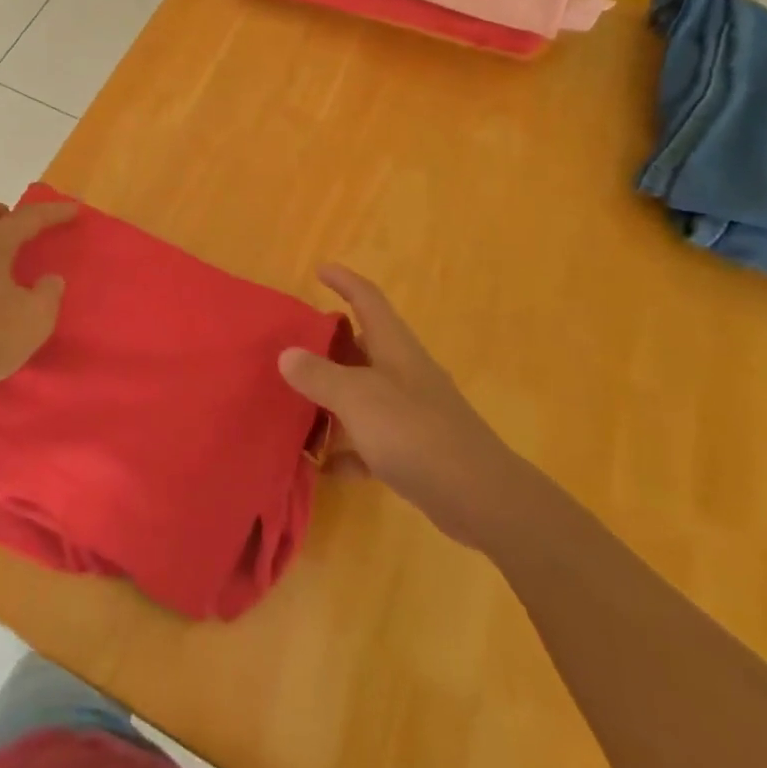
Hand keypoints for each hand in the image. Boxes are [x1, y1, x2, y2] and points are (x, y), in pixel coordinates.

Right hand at [279, 265, 530, 551]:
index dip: (344, 281)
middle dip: (330, 342)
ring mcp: (412, 412)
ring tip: (296, 402)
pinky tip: (323, 465)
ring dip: (333, 397)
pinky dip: (348, 448)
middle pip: (363, 345)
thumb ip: (319, 375)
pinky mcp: (415, 450)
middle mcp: (404, 372)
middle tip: (294, 344)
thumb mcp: (356, 397)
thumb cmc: (414, 432)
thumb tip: (287, 355)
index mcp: (394, 347)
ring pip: (364, 393)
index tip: (320, 270)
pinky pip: (371, 440)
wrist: (479, 497)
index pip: (367, 299)